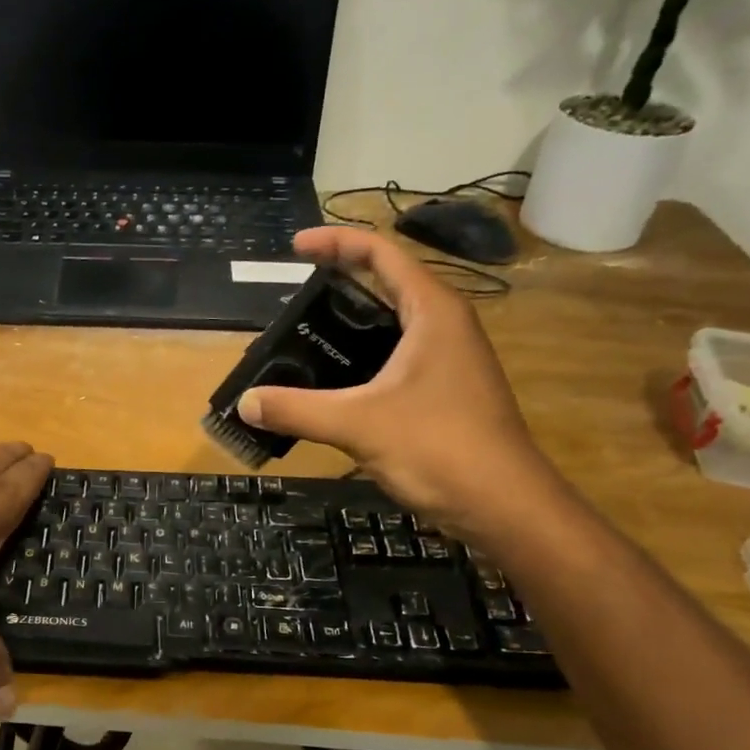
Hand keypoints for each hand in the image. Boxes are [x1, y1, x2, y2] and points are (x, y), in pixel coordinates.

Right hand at [236, 227, 559, 535]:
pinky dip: (362, 355)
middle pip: (387, 282)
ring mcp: (448, 359)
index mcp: (432, 311)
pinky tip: (333, 380)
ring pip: (393, 322)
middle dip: (339, 280)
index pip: (381, 254)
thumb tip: (245, 402)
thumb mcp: (358, 424)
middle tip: (292, 295)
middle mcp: (444, 325)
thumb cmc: (439, 448)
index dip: (336, 243)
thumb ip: (297, 409)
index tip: (295, 248)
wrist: (504, 506)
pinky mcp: (445, 390)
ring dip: (351, 320)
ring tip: (305, 333)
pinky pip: (397, 355)